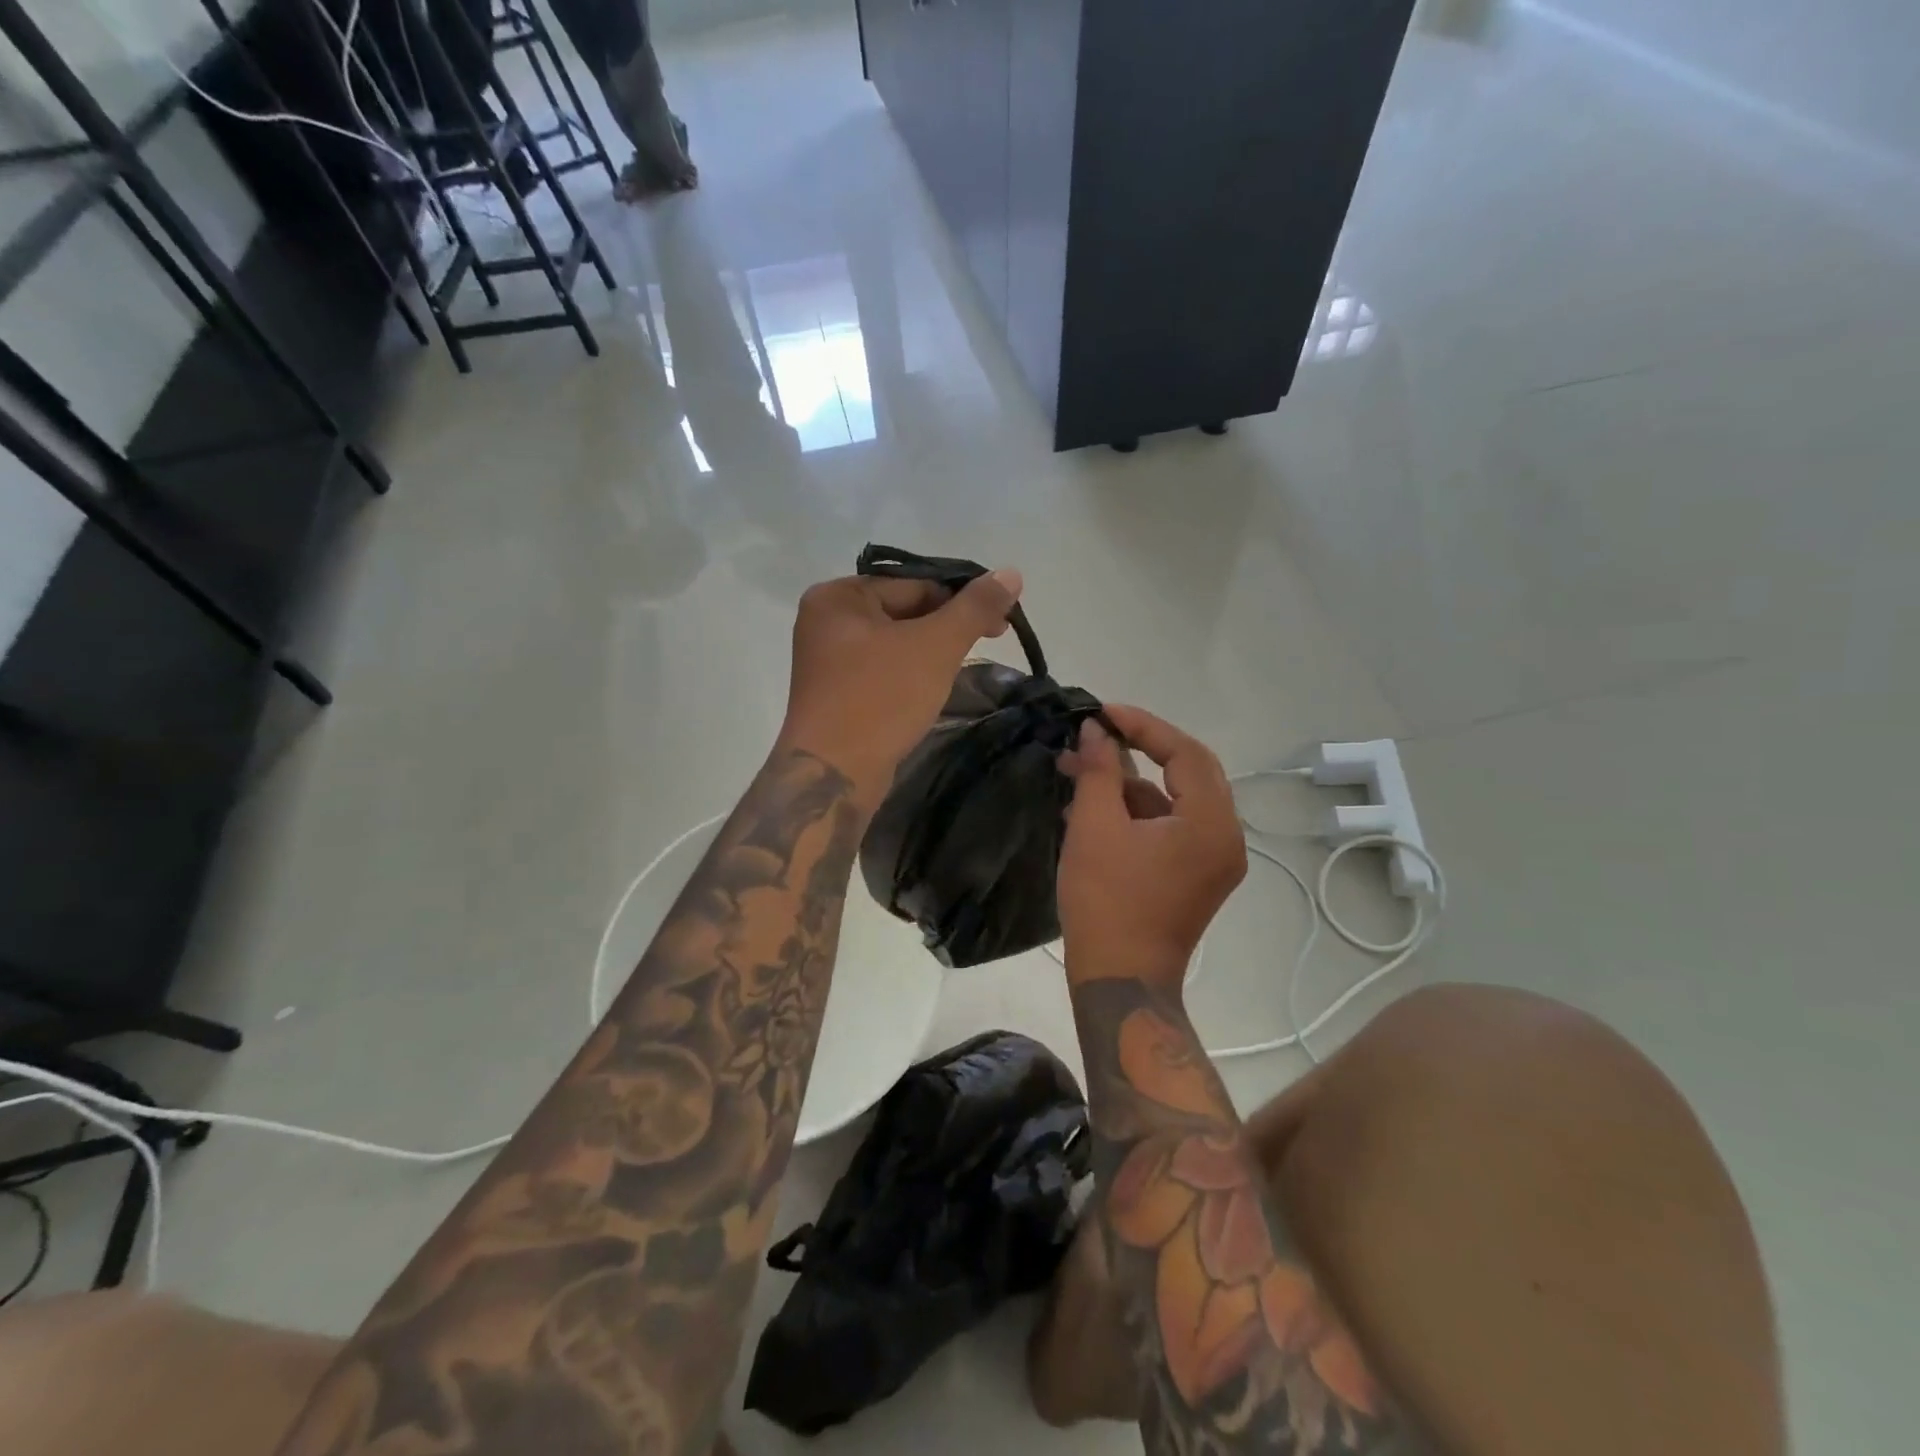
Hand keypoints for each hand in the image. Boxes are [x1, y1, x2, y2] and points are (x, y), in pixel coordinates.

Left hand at [777, 568, 1023, 795]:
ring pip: (895, 643)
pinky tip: (933, 688)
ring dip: (932, 652)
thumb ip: (975, 607)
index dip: (962, 599)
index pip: (913, 584)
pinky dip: (911, 674)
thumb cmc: (881, 698)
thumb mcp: (936, 646)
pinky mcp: (836, 693)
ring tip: (963, 668)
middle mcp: (825, 621)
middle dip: (947, 627)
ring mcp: (827, 660)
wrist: (834, 774)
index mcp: (838, 596)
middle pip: (903, 611)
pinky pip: (883, 670)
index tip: (1001, 622)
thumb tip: (1011, 573)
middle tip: (991, 643)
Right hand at [1057, 706, 1246, 987]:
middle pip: (1188, 771)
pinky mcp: (1196, 876)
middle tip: (1098, 734)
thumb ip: (1098, 770)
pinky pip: (1171, 827)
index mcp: (1211, 823)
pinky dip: (1137, 812)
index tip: (1101, 713)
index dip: (1143, 725)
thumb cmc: (1107, 902)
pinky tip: (1092, 807)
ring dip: (1131, 783)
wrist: (1120, 982)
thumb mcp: (1095, 827)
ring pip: (1175, 800)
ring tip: (1078, 771)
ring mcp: (1214, 860)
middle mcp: (1226, 837)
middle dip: (1140, 748)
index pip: (1185, 752)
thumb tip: (1094, 731)